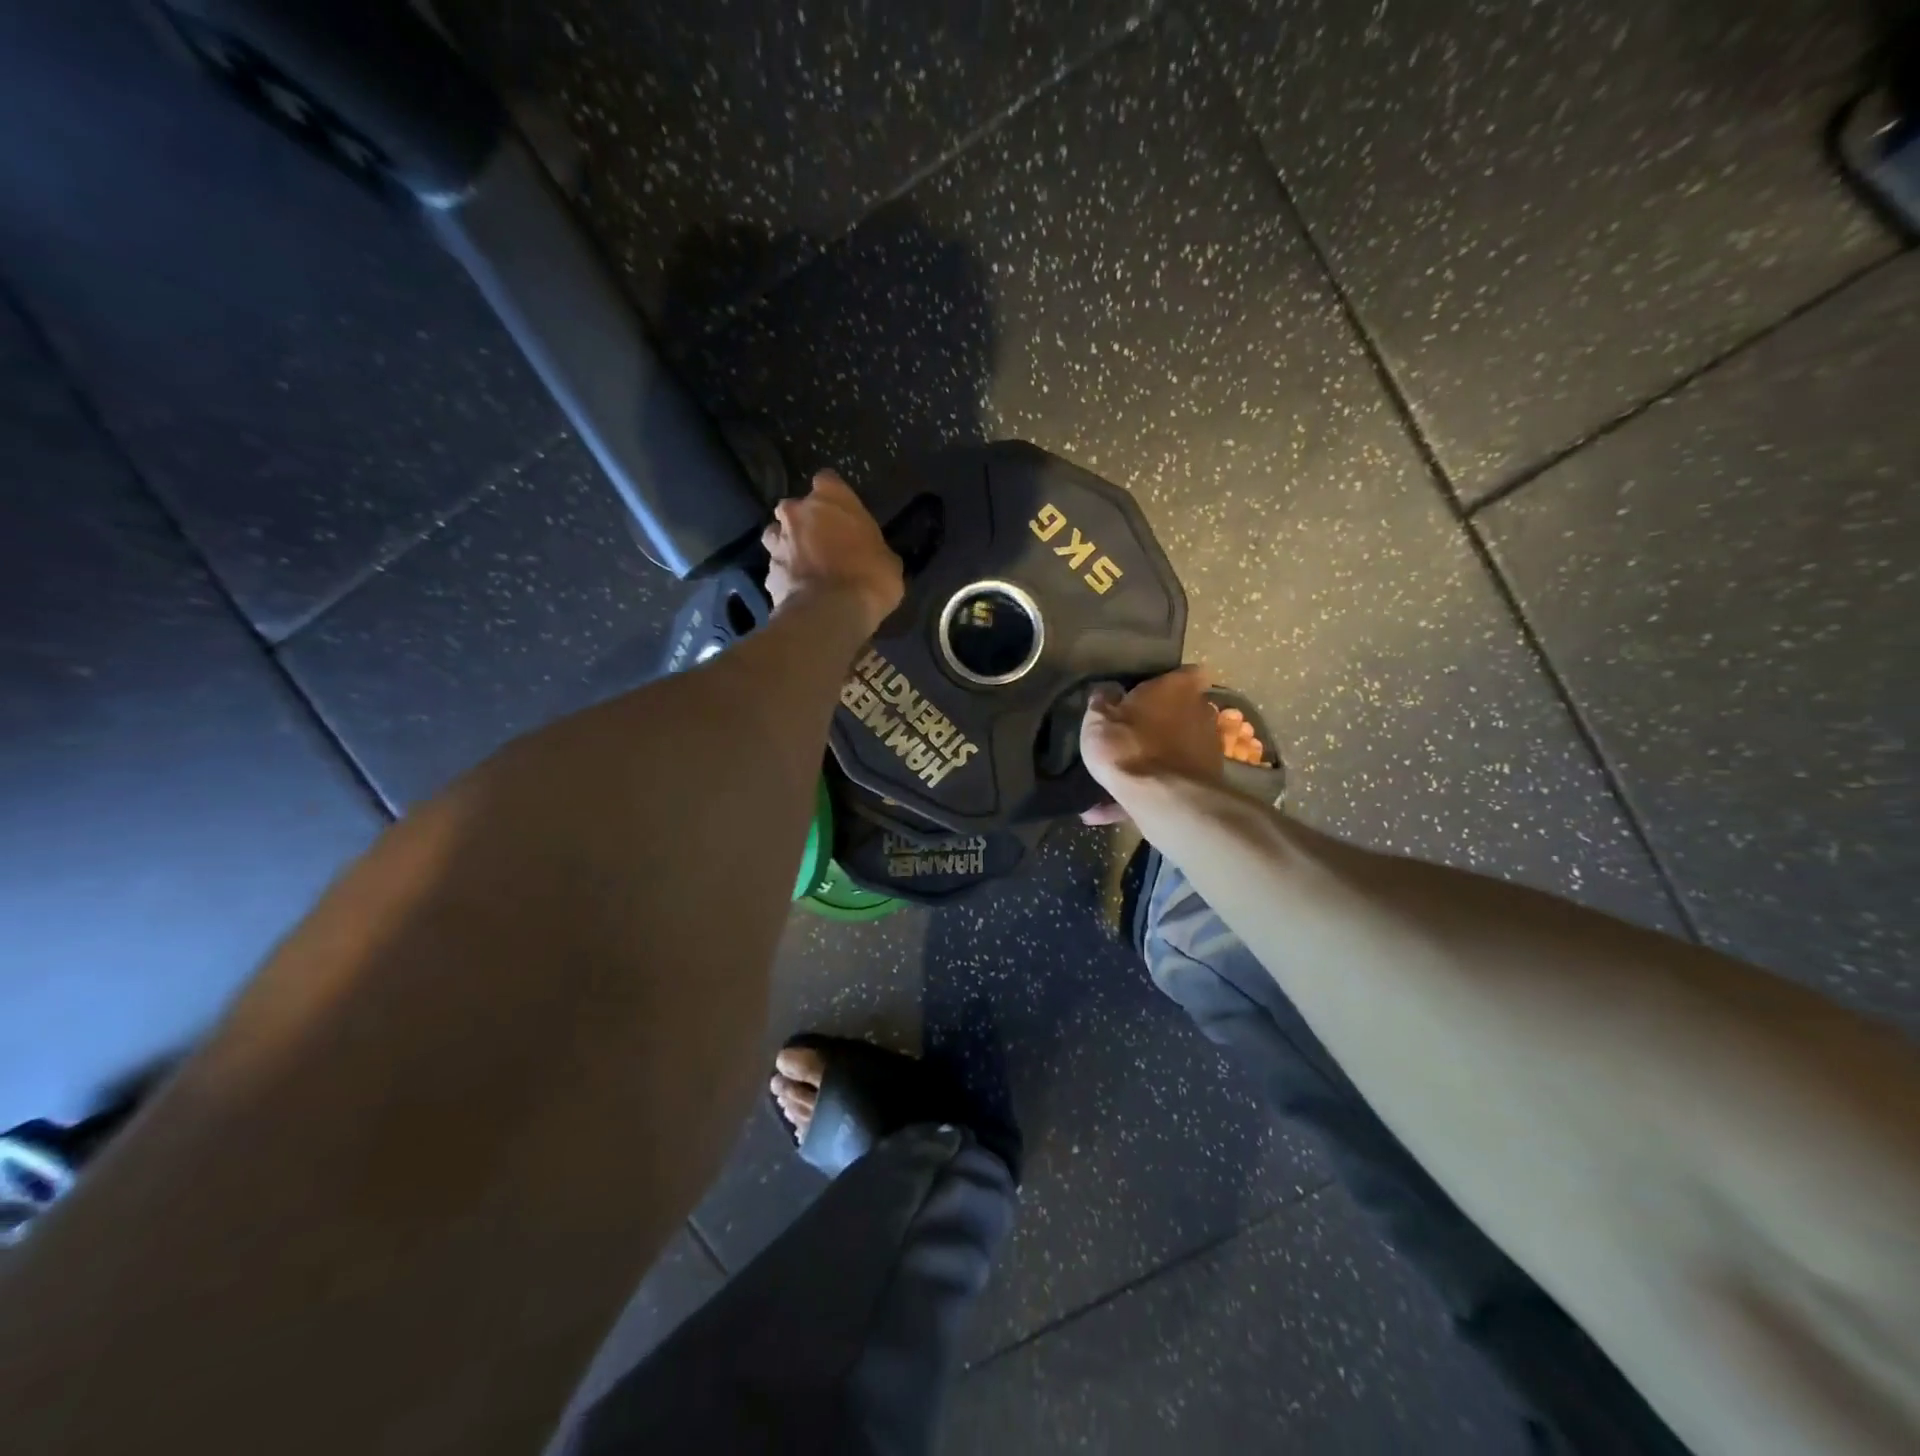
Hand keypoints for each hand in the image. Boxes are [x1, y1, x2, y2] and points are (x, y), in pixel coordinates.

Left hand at [762, 470, 904, 632]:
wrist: (831, 613)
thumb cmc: (870, 577)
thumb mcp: (889, 561)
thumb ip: (873, 548)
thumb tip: (872, 556)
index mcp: (831, 497)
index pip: (828, 481)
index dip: (835, 499)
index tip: (843, 515)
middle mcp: (797, 512)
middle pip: (796, 509)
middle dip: (805, 523)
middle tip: (823, 544)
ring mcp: (778, 541)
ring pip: (777, 536)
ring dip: (788, 547)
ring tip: (805, 568)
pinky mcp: (767, 572)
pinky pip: (777, 570)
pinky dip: (786, 578)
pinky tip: (799, 593)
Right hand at [1079, 666, 1233, 823]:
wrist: (1162, 799)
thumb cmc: (1128, 746)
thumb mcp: (1099, 718)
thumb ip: (1102, 701)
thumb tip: (1106, 692)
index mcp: (1178, 689)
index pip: (1188, 672)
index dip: (1170, 681)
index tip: (1148, 692)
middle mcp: (1201, 712)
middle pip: (1184, 711)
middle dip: (1163, 720)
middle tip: (1132, 732)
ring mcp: (1208, 748)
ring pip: (1177, 748)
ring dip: (1155, 757)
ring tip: (1119, 776)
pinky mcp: (1204, 782)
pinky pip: (1168, 782)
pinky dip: (1142, 792)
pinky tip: (1103, 810)